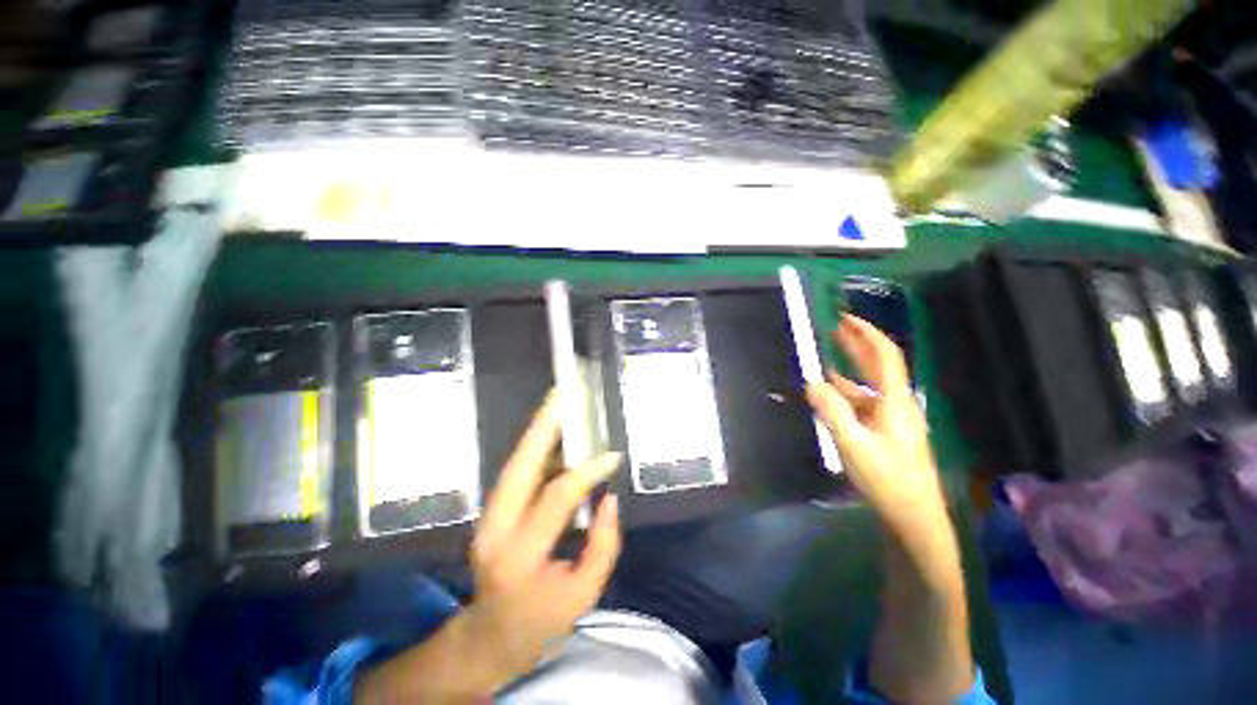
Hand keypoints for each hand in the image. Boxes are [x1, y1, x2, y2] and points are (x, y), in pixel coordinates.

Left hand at [356, 392, 621, 703]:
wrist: (487, 639)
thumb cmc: (539, 624)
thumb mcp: (582, 597)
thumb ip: (602, 546)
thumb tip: (608, 497)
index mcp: (519, 556)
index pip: (556, 497)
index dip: (586, 472)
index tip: (612, 457)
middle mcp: (495, 528)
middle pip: (519, 466)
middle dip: (542, 426)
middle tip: (562, 395)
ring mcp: (488, 517)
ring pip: (515, 463)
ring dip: (538, 431)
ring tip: (558, 403)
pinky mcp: (492, 510)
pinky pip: (518, 471)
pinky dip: (536, 448)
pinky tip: (554, 433)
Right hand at [805, 315, 945, 525]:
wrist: (913, 517)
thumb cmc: (887, 480)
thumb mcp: (853, 444)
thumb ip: (832, 411)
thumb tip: (811, 381)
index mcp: (895, 402)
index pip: (885, 356)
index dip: (867, 333)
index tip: (844, 318)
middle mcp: (896, 404)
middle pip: (878, 366)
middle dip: (856, 345)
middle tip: (832, 328)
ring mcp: (891, 419)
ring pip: (867, 386)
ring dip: (847, 370)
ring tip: (822, 359)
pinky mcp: (885, 432)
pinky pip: (862, 404)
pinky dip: (844, 394)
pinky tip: (828, 395)